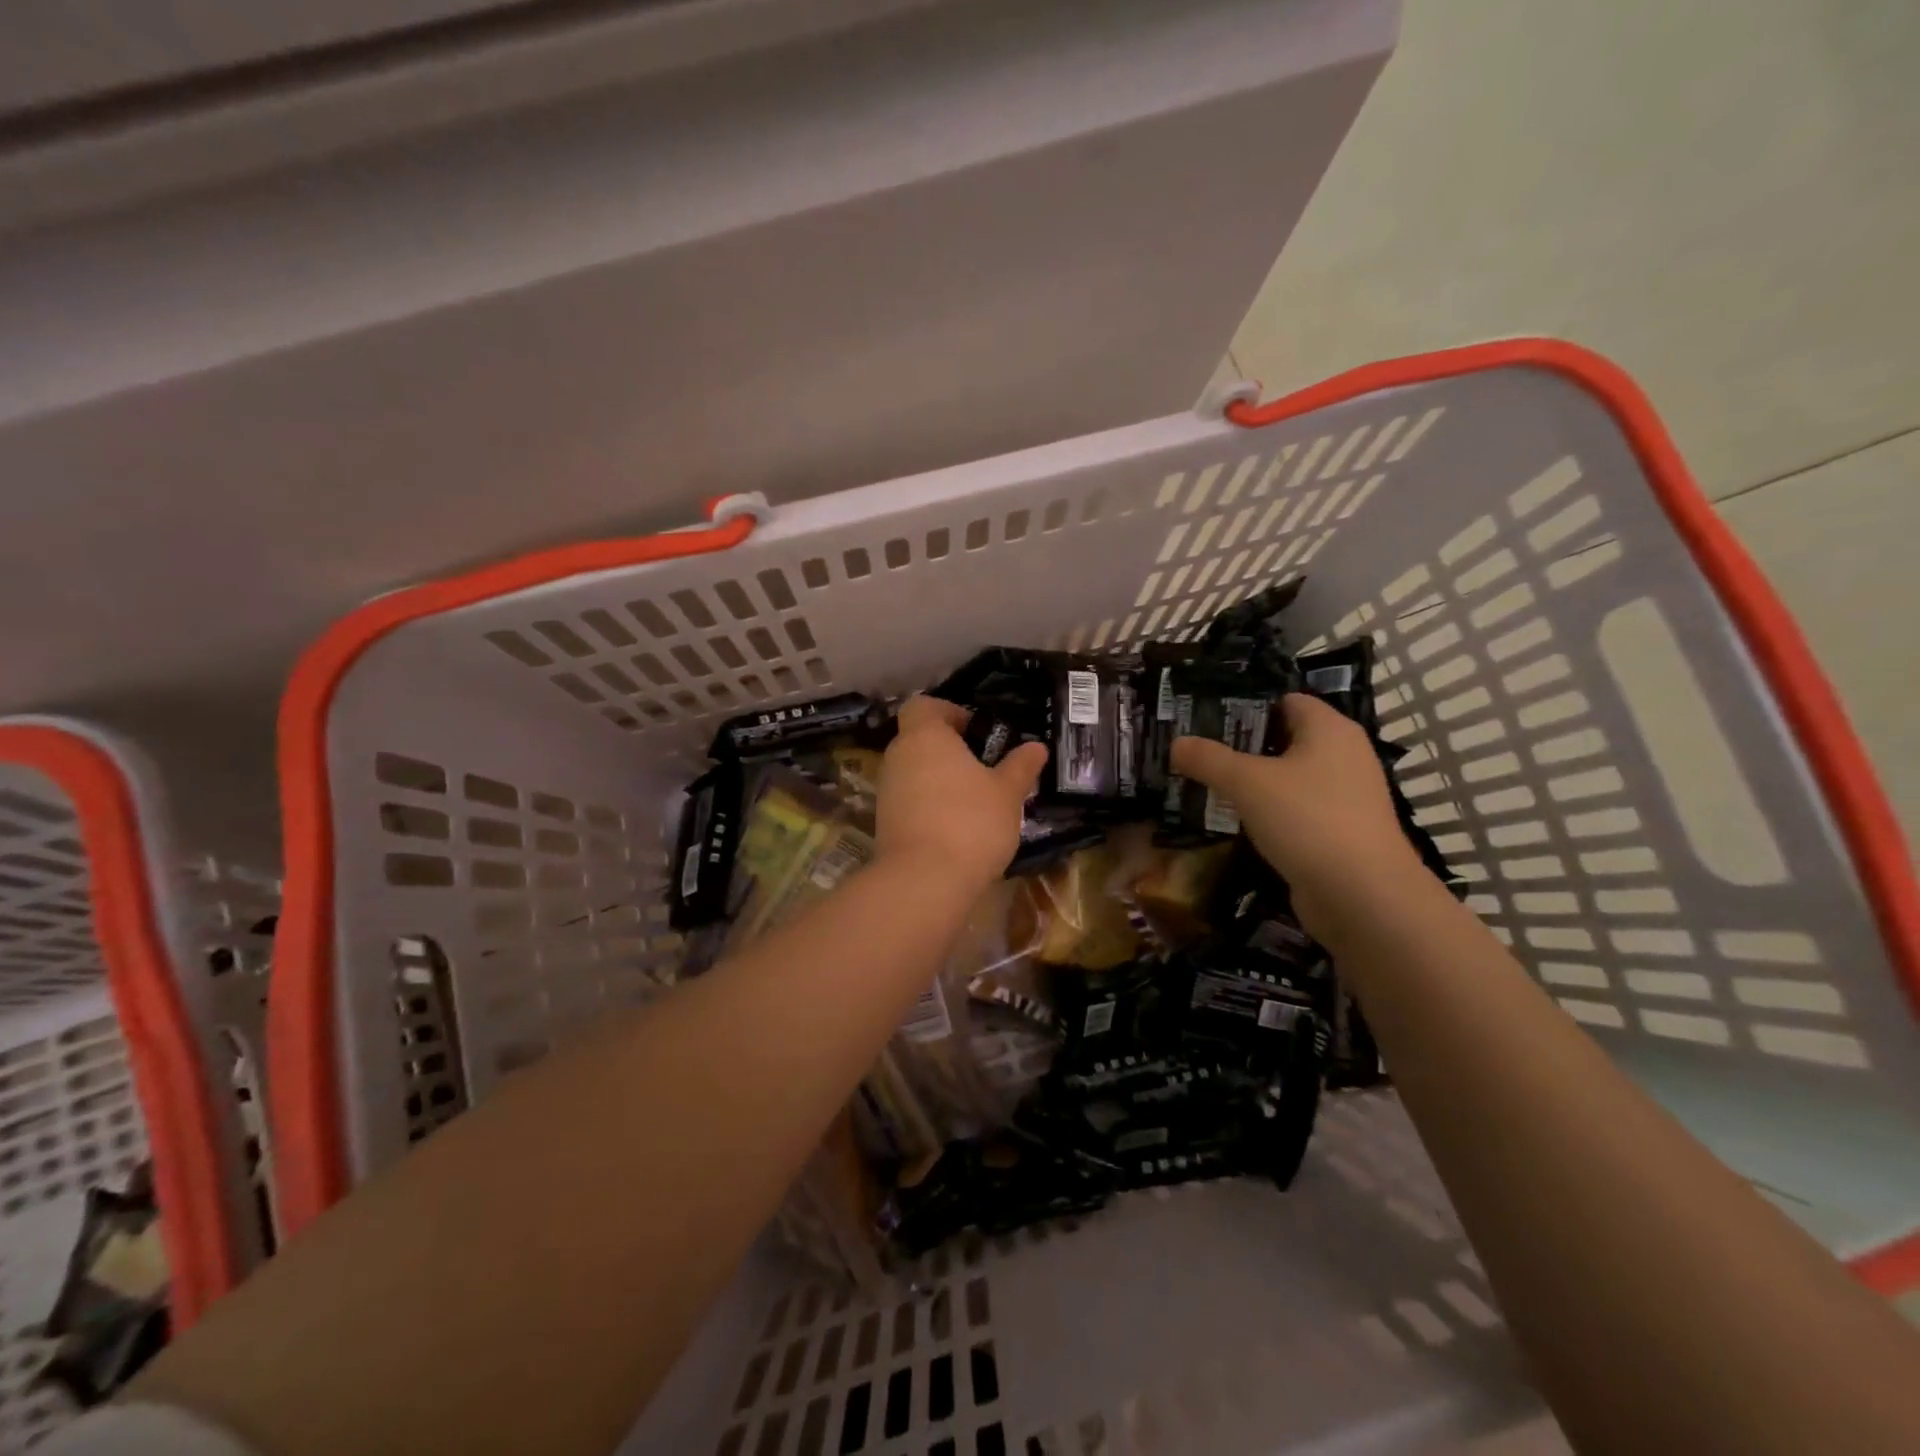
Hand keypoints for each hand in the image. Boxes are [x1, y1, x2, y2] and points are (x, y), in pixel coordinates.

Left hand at [876, 697, 1047, 887]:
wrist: (924, 880)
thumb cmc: (970, 822)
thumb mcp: (1007, 793)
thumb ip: (1020, 766)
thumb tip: (1036, 747)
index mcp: (925, 736)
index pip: (924, 706)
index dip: (949, 712)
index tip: (976, 731)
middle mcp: (898, 756)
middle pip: (919, 739)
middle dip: (949, 750)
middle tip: (984, 768)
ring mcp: (886, 790)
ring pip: (914, 771)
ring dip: (939, 779)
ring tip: (975, 801)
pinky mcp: (883, 822)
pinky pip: (909, 800)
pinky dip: (929, 805)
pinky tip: (957, 827)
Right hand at [1172, 694, 1422, 932]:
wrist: (1362, 896)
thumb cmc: (1307, 820)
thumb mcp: (1247, 783)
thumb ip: (1208, 759)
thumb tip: (1176, 743)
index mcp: (1330, 730)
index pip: (1287, 701)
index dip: (1248, 706)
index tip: (1207, 719)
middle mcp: (1345, 756)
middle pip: (1286, 739)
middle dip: (1244, 746)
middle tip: (1199, 752)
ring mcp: (1347, 797)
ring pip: (1291, 779)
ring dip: (1255, 783)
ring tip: (1210, 786)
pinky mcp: (1341, 833)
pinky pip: (1298, 811)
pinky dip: (1271, 814)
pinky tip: (1239, 823)